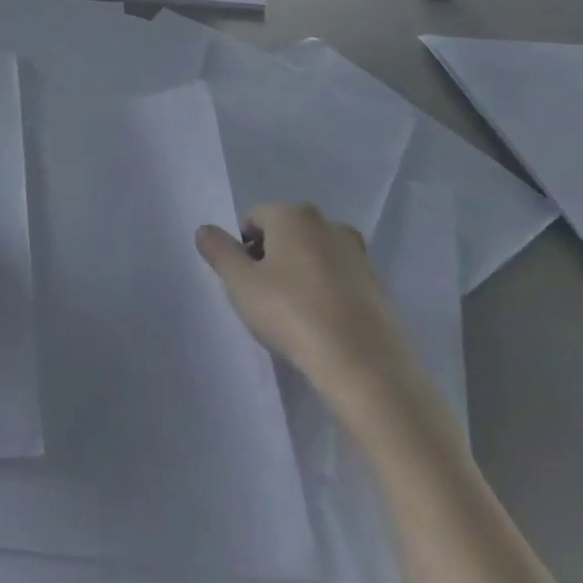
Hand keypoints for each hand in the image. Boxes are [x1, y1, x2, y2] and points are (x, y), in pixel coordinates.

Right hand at [197, 203, 439, 436]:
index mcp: (293, 215)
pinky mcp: (378, 284)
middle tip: (265, 298)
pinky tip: (322, 324)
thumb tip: (205, 230)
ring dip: (300, 274)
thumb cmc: (293, 315)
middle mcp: (328, 224)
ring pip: (314, 255)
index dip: (243, 249)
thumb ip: (219, 251)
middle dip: (271, 258)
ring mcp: (358, 253)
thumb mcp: (241, 284)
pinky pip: (339, 278)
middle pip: (285, 233)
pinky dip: (326, 291)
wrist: (366, 367)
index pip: (253, 219)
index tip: (245, 283)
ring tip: (295, 314)